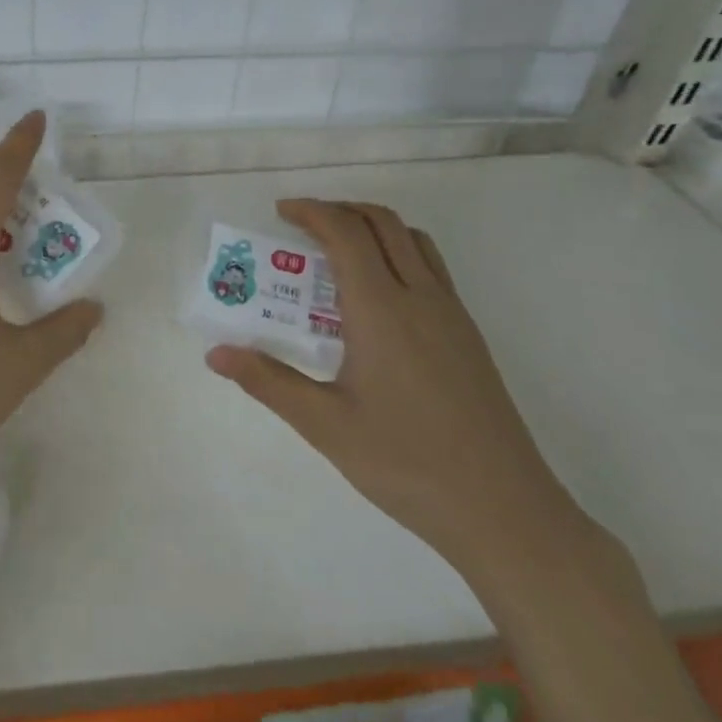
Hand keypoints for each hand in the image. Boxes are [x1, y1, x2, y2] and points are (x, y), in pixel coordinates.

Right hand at [206, 199, 578, 573]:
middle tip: (302, 225)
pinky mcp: (469, 335)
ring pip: (412, 240)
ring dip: (372, 227)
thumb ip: (268, 381)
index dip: (311, 211)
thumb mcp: (325, 425)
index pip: (345, 233)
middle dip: (339, 209)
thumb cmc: (407, 464)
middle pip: (382, 222)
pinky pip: (430, 267)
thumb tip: (216, 354)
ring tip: (338, 251)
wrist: (506, 511)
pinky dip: (397, 252)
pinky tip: (378, 298)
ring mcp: (451, 314)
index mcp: (381, 310)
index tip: (280, 212)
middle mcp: (420, 297)